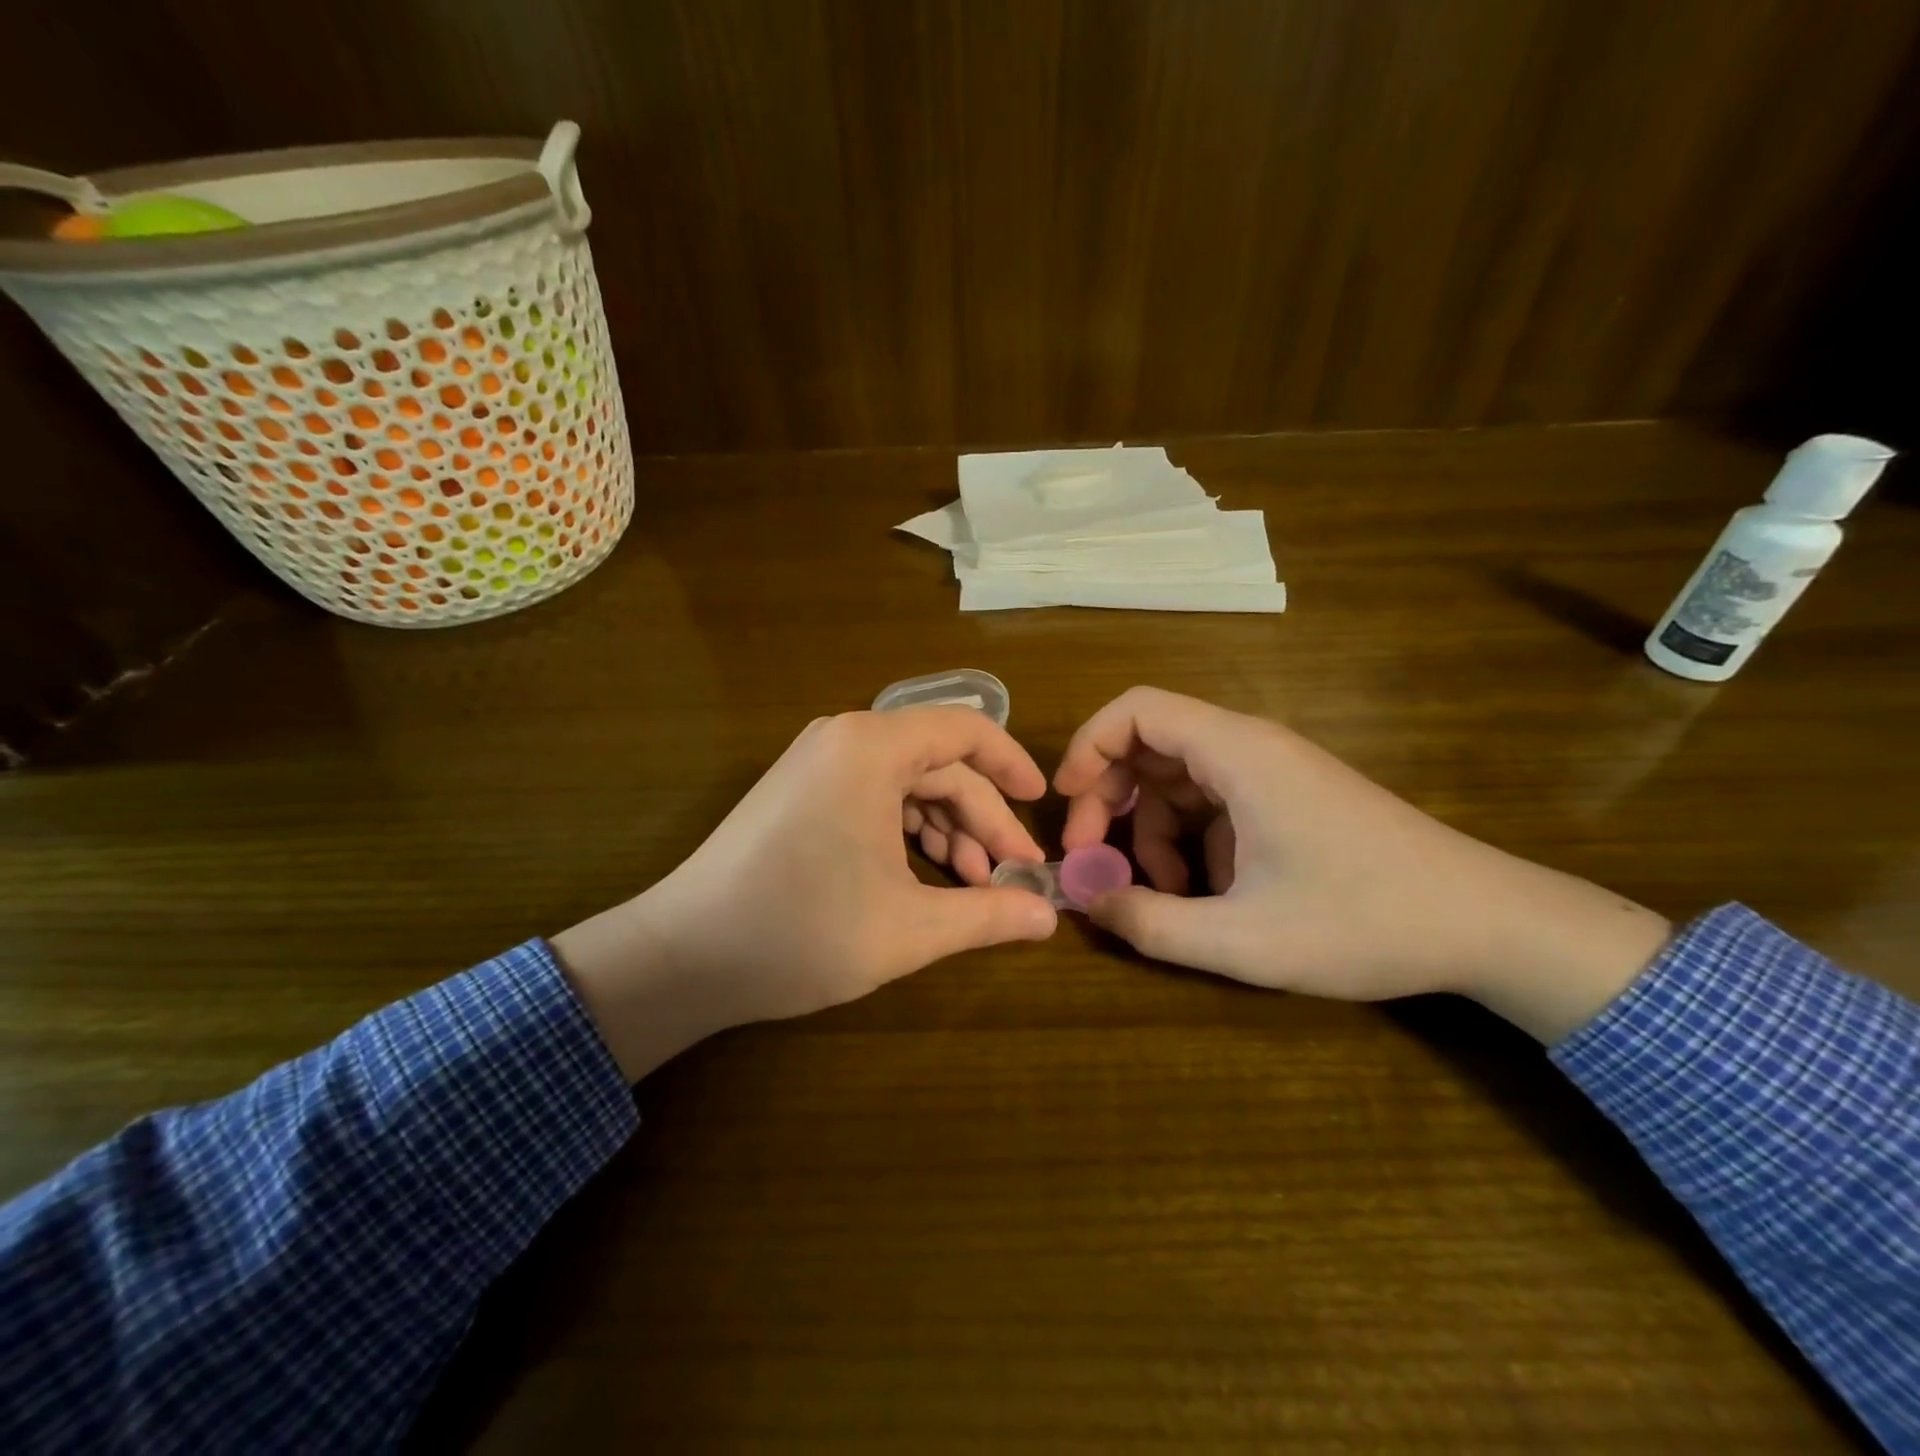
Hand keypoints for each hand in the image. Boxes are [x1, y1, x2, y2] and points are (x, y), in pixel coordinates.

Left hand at [554, 708, 1057, 1078]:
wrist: (685, 955)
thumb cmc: (802, 932)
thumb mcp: (909, 929)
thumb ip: (988, 915)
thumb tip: (1051, 915)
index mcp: (872, 748)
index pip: (966, 730)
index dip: (1012, 765)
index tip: (1041, 807)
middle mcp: (844, 739)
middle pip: (938, 764)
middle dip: (981, 817)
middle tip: (1011, 873)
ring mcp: (817, 763)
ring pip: (907, 783)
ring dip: (946, 828)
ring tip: (972, 883)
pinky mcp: (801, 791)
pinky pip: (873, 795)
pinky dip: (907, 830)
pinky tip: (926, 875)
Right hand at [1054, 687, 1672, 1042]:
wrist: (1486, 925)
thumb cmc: (1365, 922)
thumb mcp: (1245, 940)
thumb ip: (1152, 924)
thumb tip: (1087, 902)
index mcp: (1238, 754)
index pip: (1136, 709)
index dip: (1087, 747)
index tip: (1065, 804)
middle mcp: (1249, 748)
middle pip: (1148, 744)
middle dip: (1108, 799)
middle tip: (1093, 862)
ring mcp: (1269, 773)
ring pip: (1175, 779)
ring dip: (1148, 831)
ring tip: (1158, 894)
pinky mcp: (1284, 799)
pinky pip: (1209, 803)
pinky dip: (1186, 841)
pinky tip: (1200, 893)